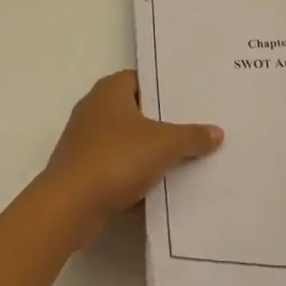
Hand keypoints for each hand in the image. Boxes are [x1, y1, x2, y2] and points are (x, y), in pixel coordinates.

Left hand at [41, 71, 222, 240]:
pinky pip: (114, 168)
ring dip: (146, 153)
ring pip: (125, 142)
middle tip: (192, 130)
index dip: (165, 88)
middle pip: (135, 111)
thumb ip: (191, 136)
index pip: (142, 79)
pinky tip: (156, 191)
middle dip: (160, 123)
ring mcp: (84, 140)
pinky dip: (131, 177)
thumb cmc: (116, 158)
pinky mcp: (80, 170)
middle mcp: (94, 108)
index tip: (190, 101)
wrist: (69, 206)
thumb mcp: (164, 144)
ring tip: (181, 161)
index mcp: (110, 90)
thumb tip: (216, 132)